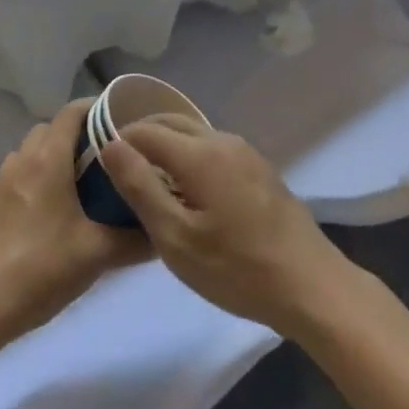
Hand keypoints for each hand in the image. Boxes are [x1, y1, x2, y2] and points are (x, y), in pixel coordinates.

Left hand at [0, 102, 147, 348]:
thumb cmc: (41, 268)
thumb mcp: (98, 254)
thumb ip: (136, 239)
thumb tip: (165, 230)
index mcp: (48, 160)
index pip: (72, 112)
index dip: (96, 107)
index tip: (121, 117)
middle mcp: (22, 161)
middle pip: (51, 129)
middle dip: (78, 134)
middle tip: (107, 155)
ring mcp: (1, 184)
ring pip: (31, 152)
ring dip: (54, 156)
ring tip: (82, 183)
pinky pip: (18, 177)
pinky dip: (37, 180)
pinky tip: (52, 212)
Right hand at [100, 114, 352, 335]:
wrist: (310, 285)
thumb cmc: (237, 268)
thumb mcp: (176, 238)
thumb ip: (141, 187)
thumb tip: (111, 145)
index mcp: (200, 152)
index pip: (146, 130)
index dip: (118, 141)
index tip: (98, 166)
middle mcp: (223, 141)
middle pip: (172, 123)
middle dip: (141, 137)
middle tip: (119, 171)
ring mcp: (246, 153)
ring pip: (195, 134)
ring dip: (167, 147)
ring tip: (148, 182)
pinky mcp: (260, 169)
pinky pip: (214, 149)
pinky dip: (190, 157)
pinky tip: (187, 191)